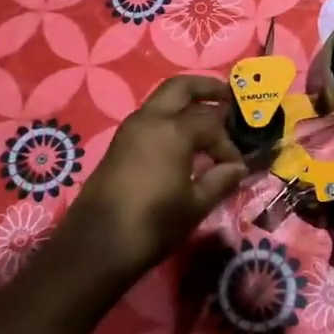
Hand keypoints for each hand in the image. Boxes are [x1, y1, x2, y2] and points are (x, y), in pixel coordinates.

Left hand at [52, 76, 246, 287]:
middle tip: (228, 96)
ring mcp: (130, 129)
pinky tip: (182, 141)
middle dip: (206, 88)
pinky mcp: (119, 144)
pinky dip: (169, 119)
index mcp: (172, 130)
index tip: (236, 166)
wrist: (96, 246)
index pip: (211, 124)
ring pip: (162, 100)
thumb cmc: (152, 224)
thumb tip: (237, 167)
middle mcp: (149, 119)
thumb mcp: (195, 205)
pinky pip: (150, 118)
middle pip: (180, 87)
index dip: (228, 143)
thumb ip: (220, 180)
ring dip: (185, 103)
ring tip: (207, 119)